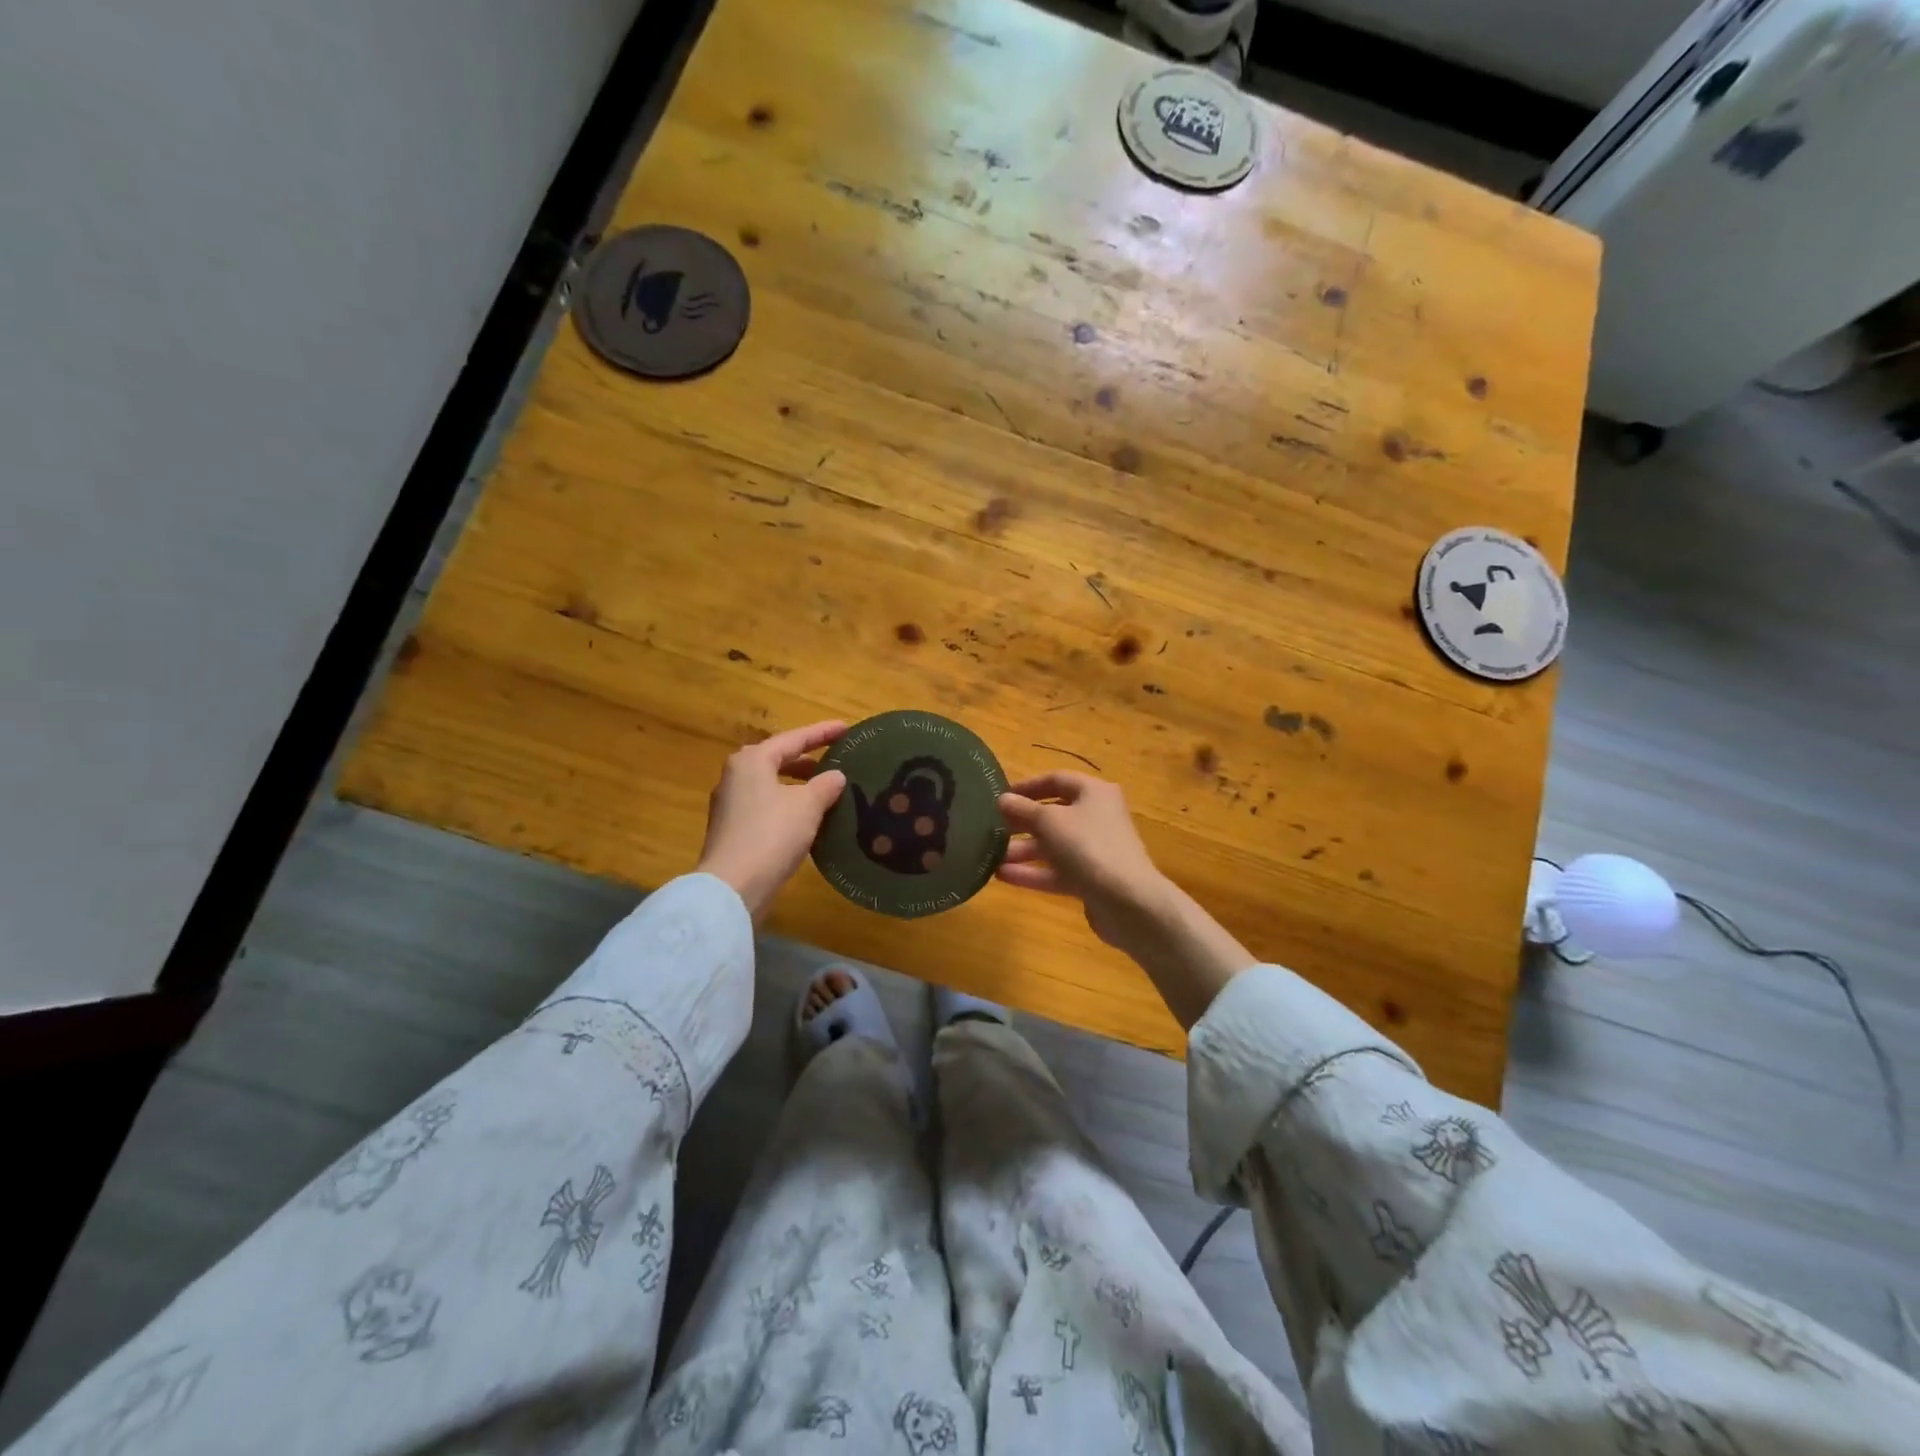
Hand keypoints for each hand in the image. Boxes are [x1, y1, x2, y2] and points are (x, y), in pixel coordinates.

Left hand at [696, 720, 846, 920]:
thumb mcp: (807, 805)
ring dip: (798, 785)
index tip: (846, 728)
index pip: (793, 739)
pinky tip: (807, 818)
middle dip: (807, 759)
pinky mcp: (732, 830)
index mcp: (752, 760)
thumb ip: (825, 785)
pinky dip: (788, 805)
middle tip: (836, 760)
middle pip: (778, 759)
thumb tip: (836, 776)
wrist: (733, 886)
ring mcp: (730, 804)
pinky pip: (766, 806)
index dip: (822, 733)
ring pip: (771, 784)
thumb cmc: (771, 834)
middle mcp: (736, 776)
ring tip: (826, 790)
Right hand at [997, 771, 1254, 1027]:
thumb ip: (1022, 809)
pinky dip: (1032, 872)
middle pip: (1054, 814)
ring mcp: (1095, 850)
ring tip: (991, 855)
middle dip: (1022, 822)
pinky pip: (1057, 871)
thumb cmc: (1088, 847)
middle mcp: (1097, 817)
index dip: (1027, 786)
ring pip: (1053, 845)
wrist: (1127, 901)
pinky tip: (1002, 876)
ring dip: (1023, 850)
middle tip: (991, 828)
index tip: (1000, 796)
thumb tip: (1003, 800)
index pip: (1056, 780)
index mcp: (1094, 793)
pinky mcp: (1091, 879)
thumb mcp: (1048, 822)